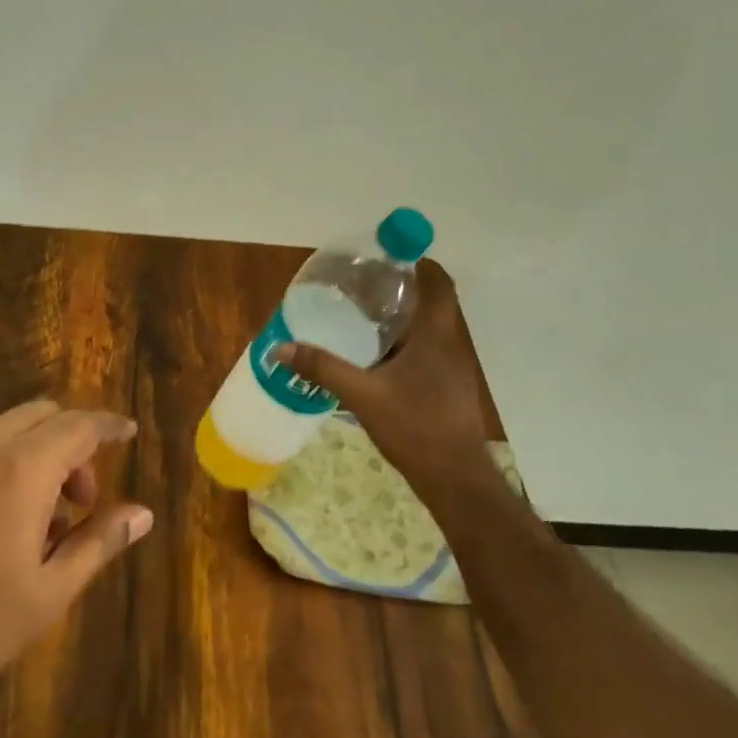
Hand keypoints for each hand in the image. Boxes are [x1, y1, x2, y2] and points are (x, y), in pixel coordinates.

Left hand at [0, 402, 153, 710]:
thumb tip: (142, 514)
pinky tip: (4, 519)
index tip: (129, 432)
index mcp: (22, 469)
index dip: (109, 426)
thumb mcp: (49, 591)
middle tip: (83, 499)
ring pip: (9, 428)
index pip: (79, 426)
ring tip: (45, 519)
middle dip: (73, 442)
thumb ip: (99, 542)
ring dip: (39, 452)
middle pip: (43, 416)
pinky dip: (7, 460)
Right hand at [273, 260, 521, 522]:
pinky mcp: (450, 389)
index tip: (387, 258)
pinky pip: (428, 353)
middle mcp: (450, 345)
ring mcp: (454, 369)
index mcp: (436, 336)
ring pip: (430, 330)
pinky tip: (377, 361)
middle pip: (432, 303)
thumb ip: (323, 369)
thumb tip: (282, 348)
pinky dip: (405, 346)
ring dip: (403, 320)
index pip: (439, 283)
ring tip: (362, 319)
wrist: (455, 479)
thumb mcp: (362, 395)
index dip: (419, 263)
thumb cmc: (415, 427)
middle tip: (362, 288)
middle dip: (401, 291)